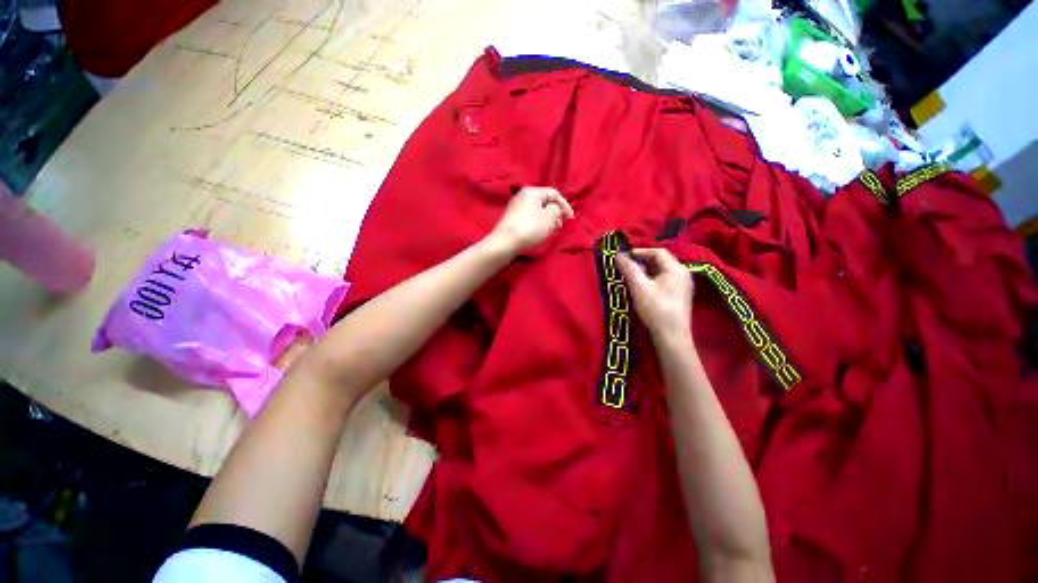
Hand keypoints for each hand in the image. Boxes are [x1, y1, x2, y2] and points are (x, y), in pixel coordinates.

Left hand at [486, 186, 574, 255]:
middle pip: (545, 201)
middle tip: (561, 225)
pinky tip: (540, 233)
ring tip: (552, 230)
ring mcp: (516, 208)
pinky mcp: (512, 220)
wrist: (504, 243)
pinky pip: (530, 218)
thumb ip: (557, 210)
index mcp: (532, 191)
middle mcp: (522, 196)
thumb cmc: (530, 228)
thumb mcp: (550, 217)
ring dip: (547, 219)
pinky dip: (538, 223)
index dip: (565, 205)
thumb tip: (555, 210)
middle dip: (556, 212)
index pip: (554, 193)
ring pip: (538, 211)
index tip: (570, 219)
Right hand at [616, 248, 694, 341]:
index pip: (658, 252)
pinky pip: (665, 280)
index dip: (640, 251)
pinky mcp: (679, 296)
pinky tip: (642, 288)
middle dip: (642, 261)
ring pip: (662, 271)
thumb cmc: (656, 309)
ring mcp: (683, 285)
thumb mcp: (639, 287)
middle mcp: (683, 274)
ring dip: (646, 271)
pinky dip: (652, 279)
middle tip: (627, 266)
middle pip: (661, 261)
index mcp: (676, 269)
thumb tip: (618, 255)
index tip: (625, 257)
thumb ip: (629, 269)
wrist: (671, 336)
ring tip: (632, 276)